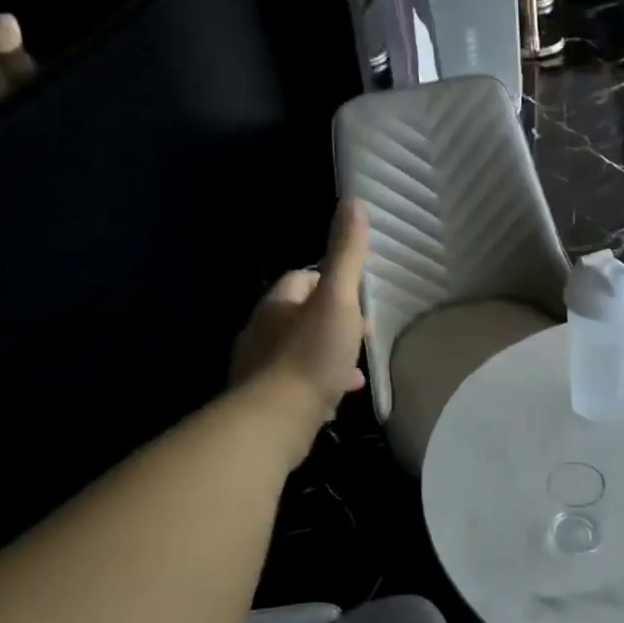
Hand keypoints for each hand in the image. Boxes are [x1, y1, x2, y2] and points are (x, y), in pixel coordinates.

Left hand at [230, 199, 369, 451]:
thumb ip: (346, 255)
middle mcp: (262, 332)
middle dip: (333, 322)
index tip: (357, 295)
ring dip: (328, 355)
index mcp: (277, 304)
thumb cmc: (309, 355)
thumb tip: (352, 201)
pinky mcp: (266, 402)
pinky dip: (320, 384)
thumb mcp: (337, 300)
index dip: (330, 282)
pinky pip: (298, 384)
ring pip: (300, 352)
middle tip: (363, 333)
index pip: (301, 279)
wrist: (274, 421)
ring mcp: (260, 369)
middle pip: (301, 317)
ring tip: (356, 369)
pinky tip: (339, 398)